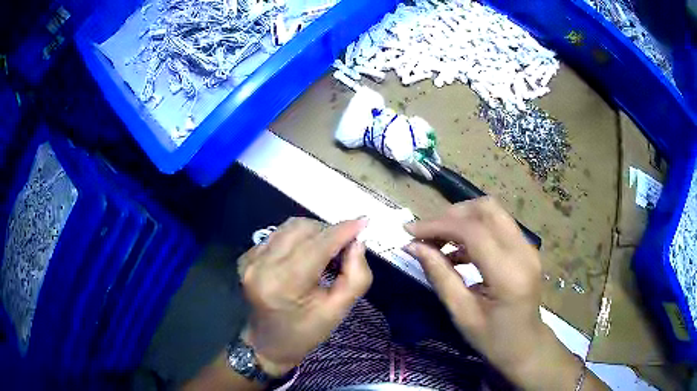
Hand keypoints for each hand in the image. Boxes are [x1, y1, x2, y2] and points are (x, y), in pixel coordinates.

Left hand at [239, 217, 372, 376]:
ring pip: (290, 227)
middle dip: (329, 231)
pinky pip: (279, 234)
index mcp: (283, 284)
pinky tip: (305, 256)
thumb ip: (356, 277)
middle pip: (303, 229)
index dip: (342, 231)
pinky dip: (298, 239)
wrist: (267, 343)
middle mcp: (261, 265)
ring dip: (314, 232)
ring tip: (327, 251)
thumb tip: (358, 243)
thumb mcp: (338, 312)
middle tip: (345, 247)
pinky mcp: (247, 256)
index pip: (317, 246)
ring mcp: (250, 259)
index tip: (364, 221)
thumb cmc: (305, 332)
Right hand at [404, 198, 605, 389]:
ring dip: (462, 219)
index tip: (409, 231)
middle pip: (486, 209)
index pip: (473, 231)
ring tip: (438, 240)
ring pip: (493, 211)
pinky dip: (474, 229)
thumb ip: (440, 276)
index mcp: (508, 274)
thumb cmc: (492, 338)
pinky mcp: (526, 248)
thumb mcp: (461, 313)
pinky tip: (457, 250)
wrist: (525, 345)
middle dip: (451, 215)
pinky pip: (498, 224)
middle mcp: (523, 252)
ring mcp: (528, 247)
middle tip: (426, 234)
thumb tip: (413, 246)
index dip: (438, 225)